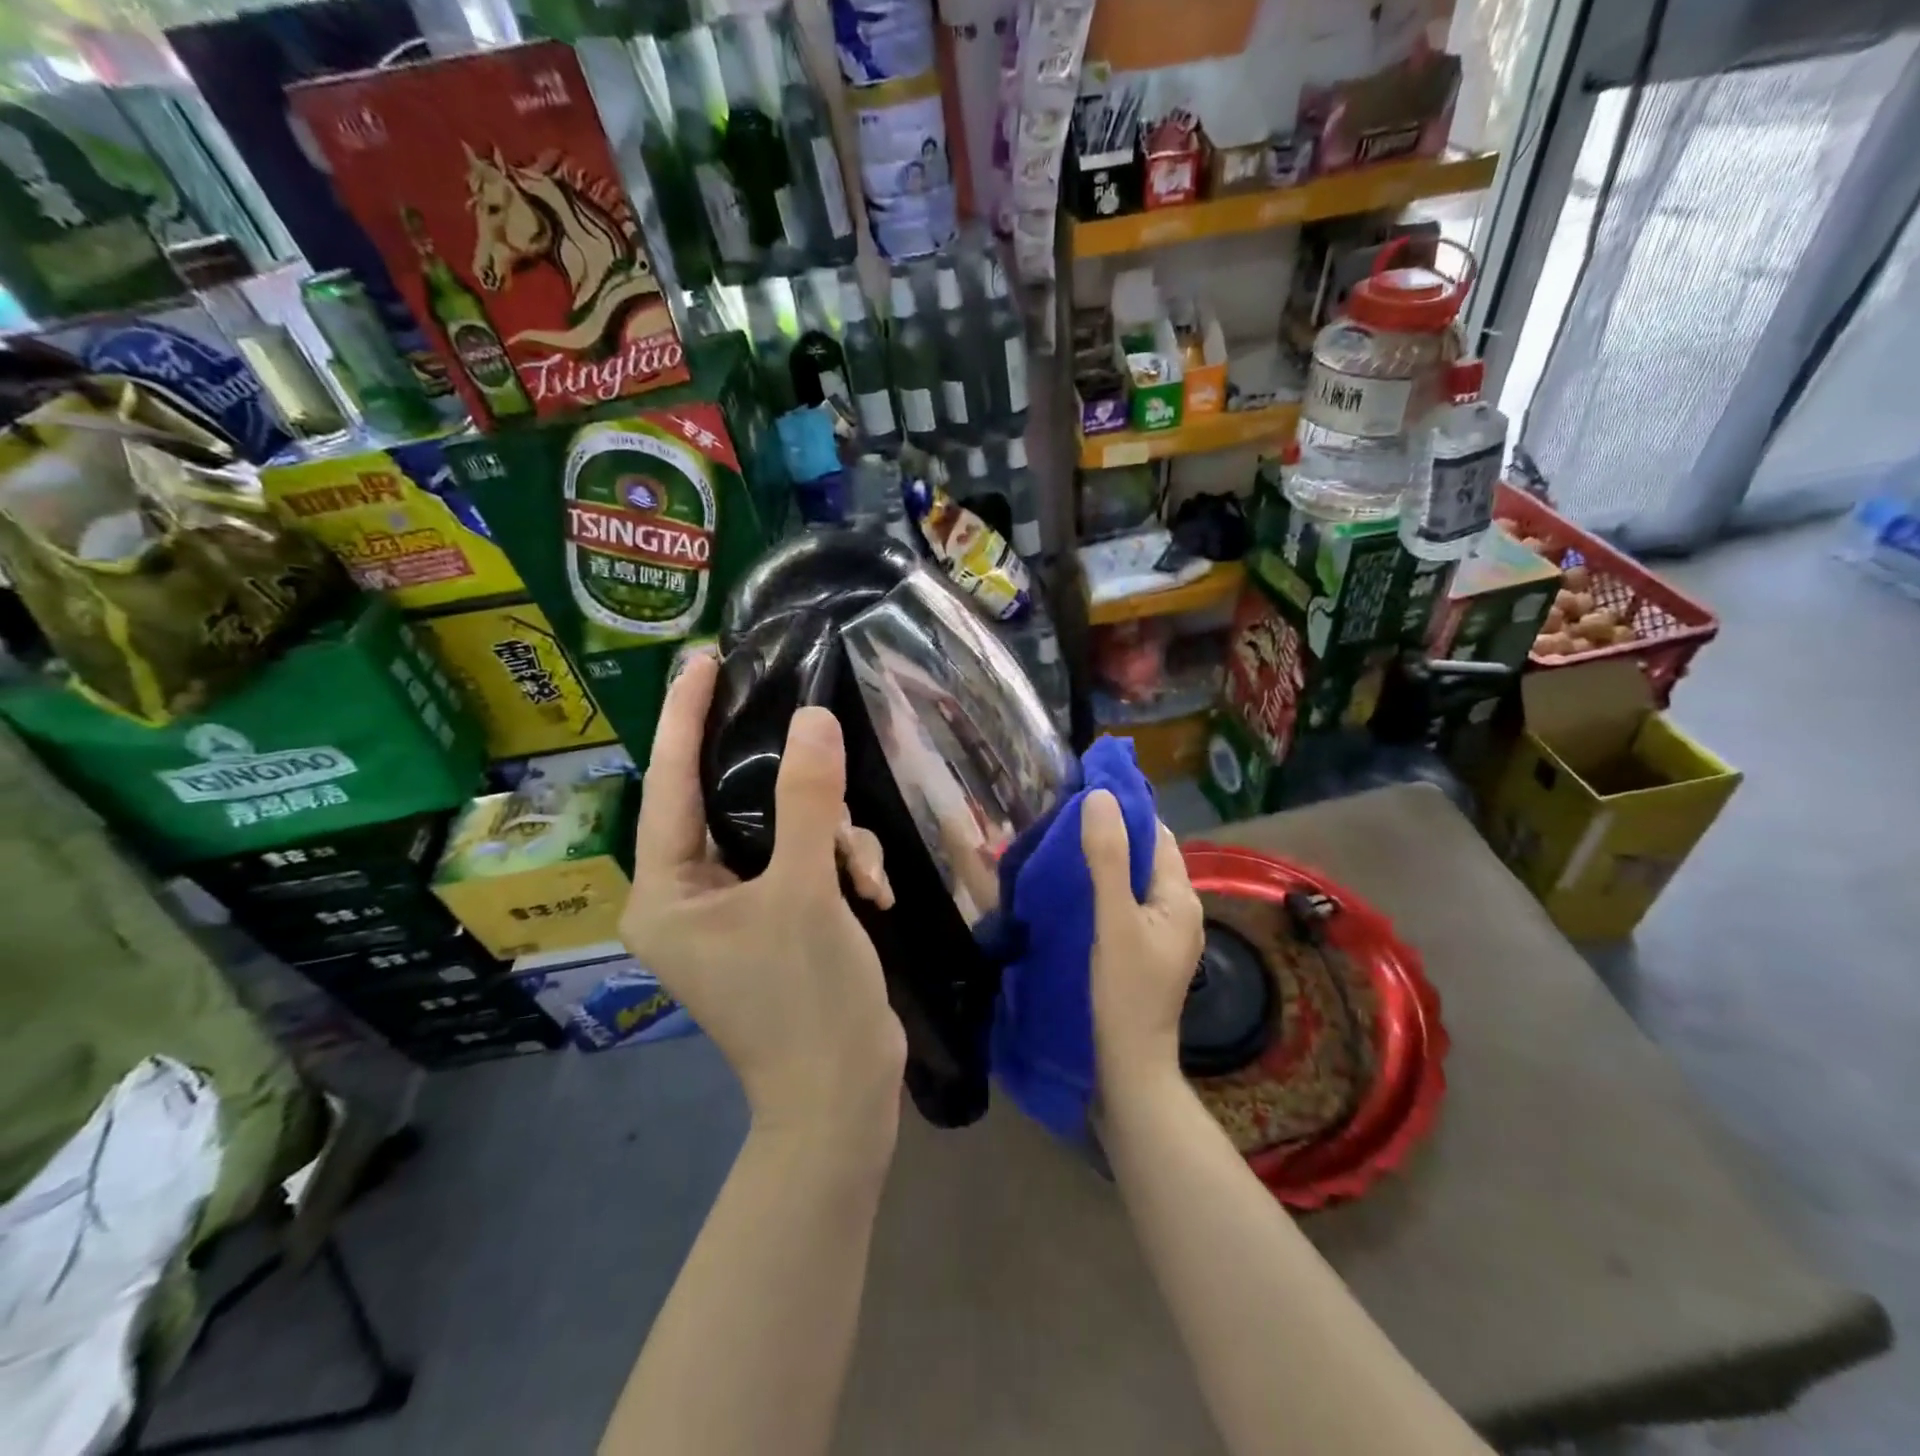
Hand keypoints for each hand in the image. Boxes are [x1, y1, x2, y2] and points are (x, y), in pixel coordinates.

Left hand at [620, 653, 906, 1148]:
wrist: (842, 1097)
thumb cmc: (804, 999)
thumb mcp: (806, 891)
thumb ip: (806, 801)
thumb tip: (812, 719)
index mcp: (667, 891)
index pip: (668, 784)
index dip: (683, 717)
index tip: (699, 658)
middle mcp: (689, 896)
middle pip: (732, 805)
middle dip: (790, 790)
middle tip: (814, 732)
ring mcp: (735, 911)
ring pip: (781, 832)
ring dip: (831, 840)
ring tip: (864, 877)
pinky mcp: (776, 920)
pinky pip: (804, 863)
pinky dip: (841, 868)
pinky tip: (874, 895)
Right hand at [1080, 790, 1204, 1083]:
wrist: (1129, 1066)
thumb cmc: (1125, 991)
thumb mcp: (1113, 919)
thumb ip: (1107, 858)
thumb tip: (1100, 796)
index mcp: (1181, 896)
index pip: (1157, 835)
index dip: (1126, 810)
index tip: (1085, 792)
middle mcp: (1179, 909)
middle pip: (1147, 856)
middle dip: (1113, 832)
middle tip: (1066, 817)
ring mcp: (1164, 933)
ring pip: (1135, 880)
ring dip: (1107, 860)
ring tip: (1065, 845)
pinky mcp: (1146, 951)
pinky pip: (1127, 903)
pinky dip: (1105, 887)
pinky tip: (1077, 889)